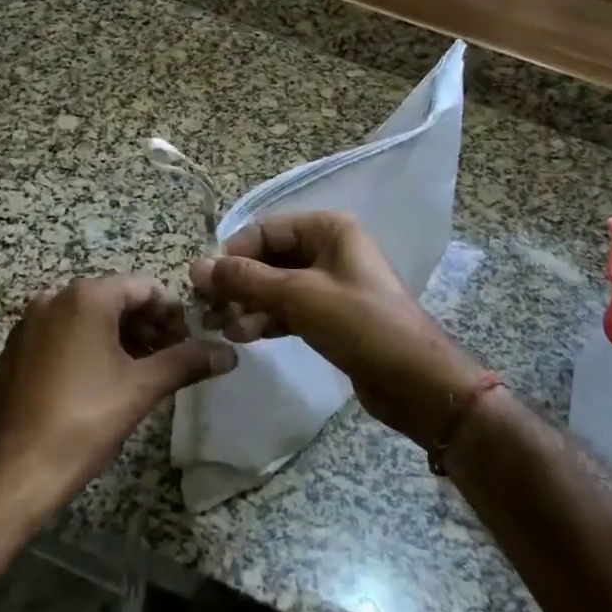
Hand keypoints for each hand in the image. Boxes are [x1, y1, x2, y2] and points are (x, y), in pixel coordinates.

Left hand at [0, 274, 231, 523]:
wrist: (15, 475)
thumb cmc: (85, 421)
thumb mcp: (143, 388)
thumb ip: (187, 362)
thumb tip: (229, 353)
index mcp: (86, 297)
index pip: (145, 287)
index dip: (173, 314)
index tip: (188, 346)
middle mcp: (54, 298)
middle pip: (116, 299)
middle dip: (148, 327)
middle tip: (169, 361)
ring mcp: (29, 324)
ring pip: (89, 318)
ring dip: (121, 338)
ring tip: (140, 374)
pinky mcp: (15, 350)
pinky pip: (62, 335)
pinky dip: (89, 348)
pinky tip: (100, 384)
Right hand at [189, 212, 486, 449]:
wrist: (415, 382)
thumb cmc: (360, 324)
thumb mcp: (299, 296)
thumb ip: (246, 279)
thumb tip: (197, 267)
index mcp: (328, 229)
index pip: (265, 230)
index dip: (232, 253)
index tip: (202, 283)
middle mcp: (329, 249)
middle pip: (269, 258)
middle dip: (238, 283)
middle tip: (208, 311)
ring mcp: (330, 284)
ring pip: (275, 286)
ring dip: (248, 305)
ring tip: (223, 329)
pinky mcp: (330, 316)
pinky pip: (288, 309)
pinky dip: (266, 319)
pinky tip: (244, 337)